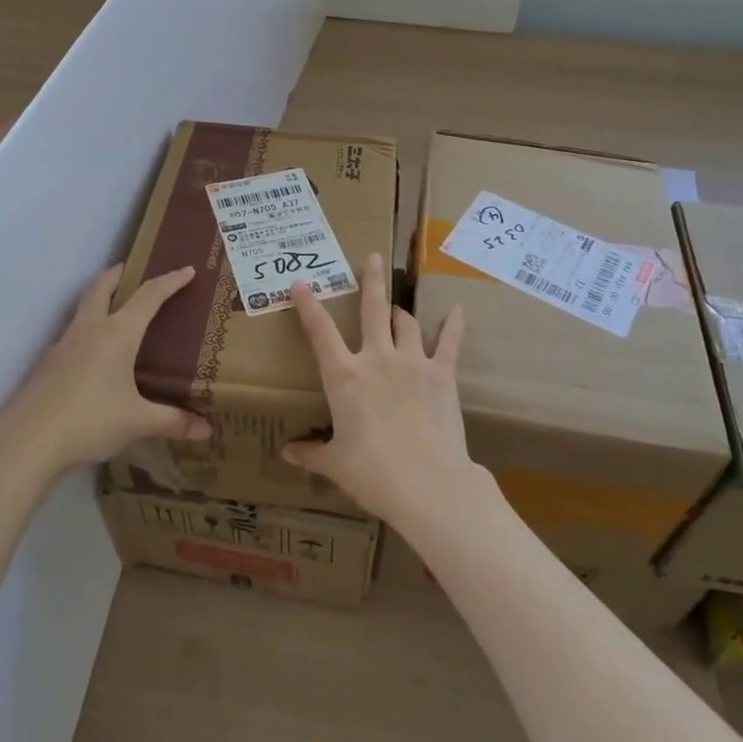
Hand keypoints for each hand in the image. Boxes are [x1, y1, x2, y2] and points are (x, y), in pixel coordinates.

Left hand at [0, 264, 211, 471]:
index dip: (170, 281)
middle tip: (132, 269)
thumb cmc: (90, 421)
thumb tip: (207, 431)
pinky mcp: (46, 365)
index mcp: (117, 334)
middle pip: (102, 287)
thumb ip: (173, 422)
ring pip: (82, 309)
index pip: (148, 296)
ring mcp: (62, 346)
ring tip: (114, 310)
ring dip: (98, 299)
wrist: (26, 441)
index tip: (187, 270)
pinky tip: (92, 355)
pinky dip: (86, 332)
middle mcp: (89, 331)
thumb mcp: (138, 422)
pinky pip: (71, 336)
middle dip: (118, 274)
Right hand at [283, 252, 473, 522]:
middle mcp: (376, 359)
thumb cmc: (373, 473)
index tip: (301, 284)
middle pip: (372, 309)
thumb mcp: (335, 464)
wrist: (427, 483)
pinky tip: (457, 310)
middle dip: (370, 281)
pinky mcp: (442, 374)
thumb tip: (286, 453)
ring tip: (396, 307)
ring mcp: (412, 362)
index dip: (309, 305)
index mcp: (344, 377)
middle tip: (372, 258)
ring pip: (405, 322)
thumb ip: (311, 452)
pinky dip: (452, 324)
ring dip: (399, 311)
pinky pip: (448, 341)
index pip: (320, 332)